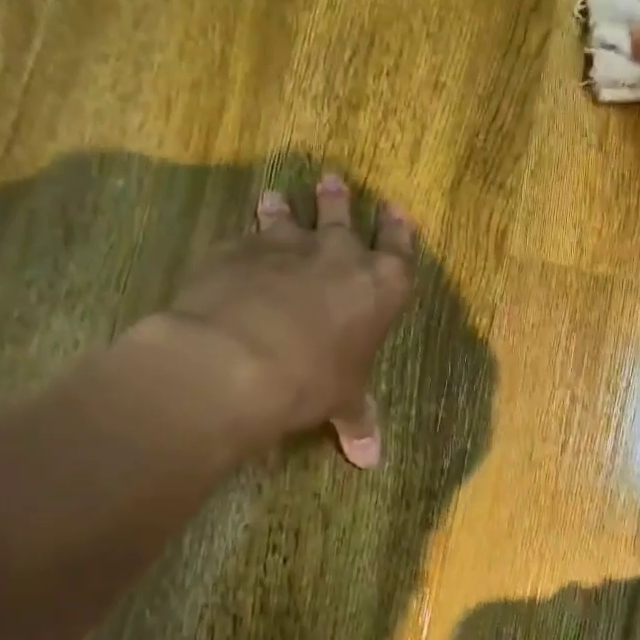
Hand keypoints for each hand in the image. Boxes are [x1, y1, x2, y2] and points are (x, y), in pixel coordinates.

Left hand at [156, 173, 414, 467]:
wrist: (239, 358)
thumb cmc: (311, 380)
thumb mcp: (341, 401)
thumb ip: (357, 420)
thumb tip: (370, 460)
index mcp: (380, 286)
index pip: (399, 249)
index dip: (399, 230)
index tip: (396, 210)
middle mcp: (339, 254)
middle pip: (343, 215)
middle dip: (339, 199)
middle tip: (332, 180)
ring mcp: (288, 245)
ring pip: (291, 215)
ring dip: (287, 206)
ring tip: (278, 196)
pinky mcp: (240, 247)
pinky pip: (247, 232)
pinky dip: (247, 232)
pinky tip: (239, 237)